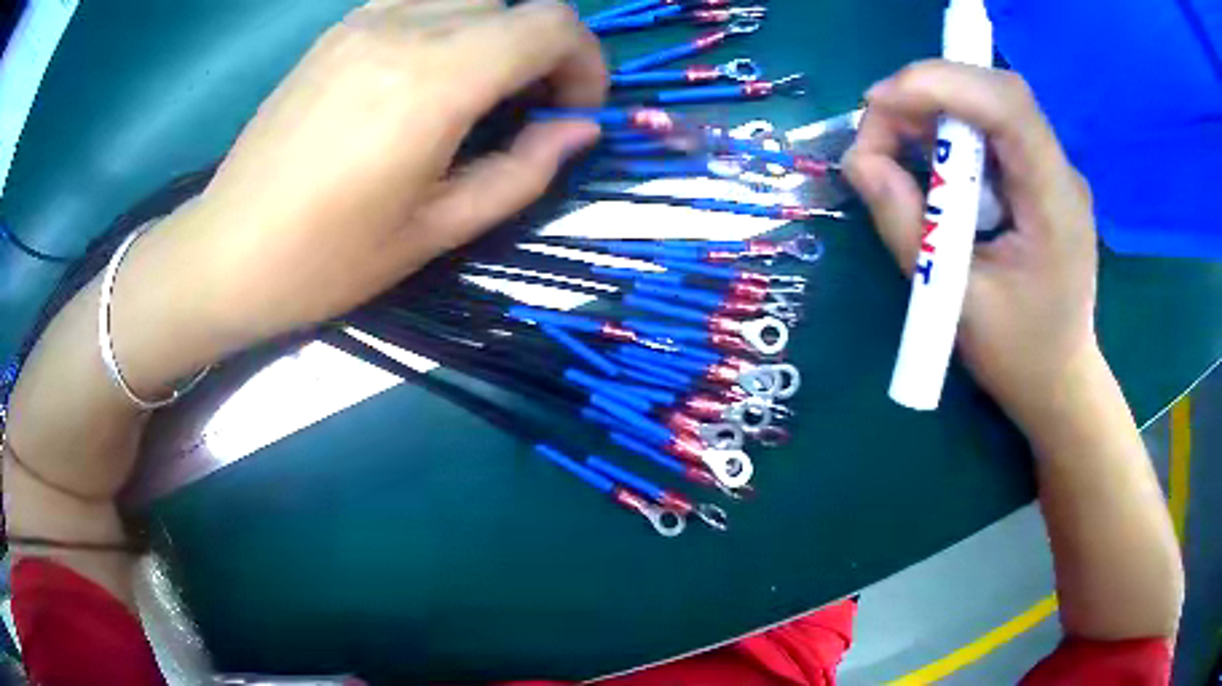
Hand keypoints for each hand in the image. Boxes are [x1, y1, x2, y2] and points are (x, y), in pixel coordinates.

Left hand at [154, 0, 605, 354]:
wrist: (225, 252)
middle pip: (517, 3)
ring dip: (499, 35)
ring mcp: (364, 19)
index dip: (585, 61)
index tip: (573, 111)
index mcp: (432, 81)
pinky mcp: (339, 28)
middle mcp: (402, 27)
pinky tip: (428, 78)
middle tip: (530, 108)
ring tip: (480, 93)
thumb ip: (523, 170)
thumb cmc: (326, 260)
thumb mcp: (437, 232)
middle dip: (547, 49)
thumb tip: (581, 128)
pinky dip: (453, 27)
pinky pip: (423, 3)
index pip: (551, 23)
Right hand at [844, 61, 1098, 429]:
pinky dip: (949, 127)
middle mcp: (1060, 172)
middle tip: (877, 123)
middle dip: (929, 91)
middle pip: (996, 91)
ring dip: (934, 105)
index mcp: (1054, 203)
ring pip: (990, 101)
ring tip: (893, 142)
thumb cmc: (1017, 355)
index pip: (1007, 106)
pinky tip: (927, 157)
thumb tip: (859, 161)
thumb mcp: (953, 300)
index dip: (940, 85)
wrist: (1060, 381)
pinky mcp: (1039, 176)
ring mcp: (1052, 170)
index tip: (879, 105)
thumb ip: (905, 225)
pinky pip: (991, 128)